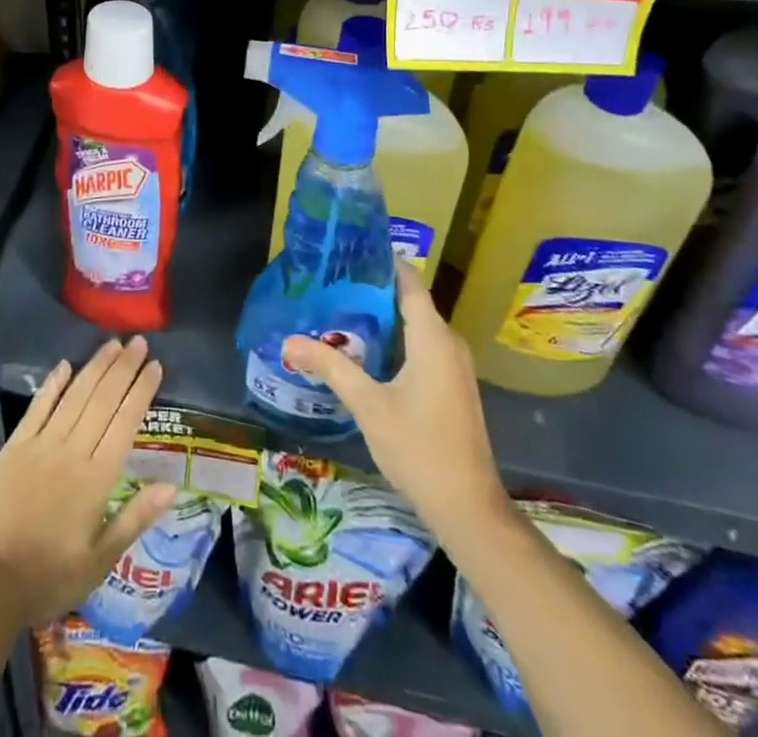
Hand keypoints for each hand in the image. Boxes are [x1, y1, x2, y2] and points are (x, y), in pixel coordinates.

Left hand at [0, 337, 175, 627]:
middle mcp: (72, 451)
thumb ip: (135, 517)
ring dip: (96, 367)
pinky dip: (53, 384)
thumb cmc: (49, 577)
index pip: (125, 422)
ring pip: (75, 396)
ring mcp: (41, 444)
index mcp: (97, 478)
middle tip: (139, 342)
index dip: (141, 391)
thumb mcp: (100, 560)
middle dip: (124, 368)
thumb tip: (172, 485)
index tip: (155, 365)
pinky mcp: (15, 446)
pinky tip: (65, 365)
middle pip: (103, 400)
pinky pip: (38, 407)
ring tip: (113, 344)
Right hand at [283, 260, 510, 541]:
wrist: (468, 508)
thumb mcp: (368, 404)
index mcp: (433, 338)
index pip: (409, 282)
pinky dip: (396, 339)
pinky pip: (423, 346)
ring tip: (341, 308)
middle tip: (334, 280)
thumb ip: (330, 367)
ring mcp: (454, 367)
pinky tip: (366, 349)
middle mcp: (449, 344)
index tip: (351, 249)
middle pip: (411, 301)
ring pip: (417, 326)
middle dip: (374, 289)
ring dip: (384, 317)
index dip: (383, 261)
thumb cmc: (418, 448)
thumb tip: (289, 341)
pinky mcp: (452, 386)